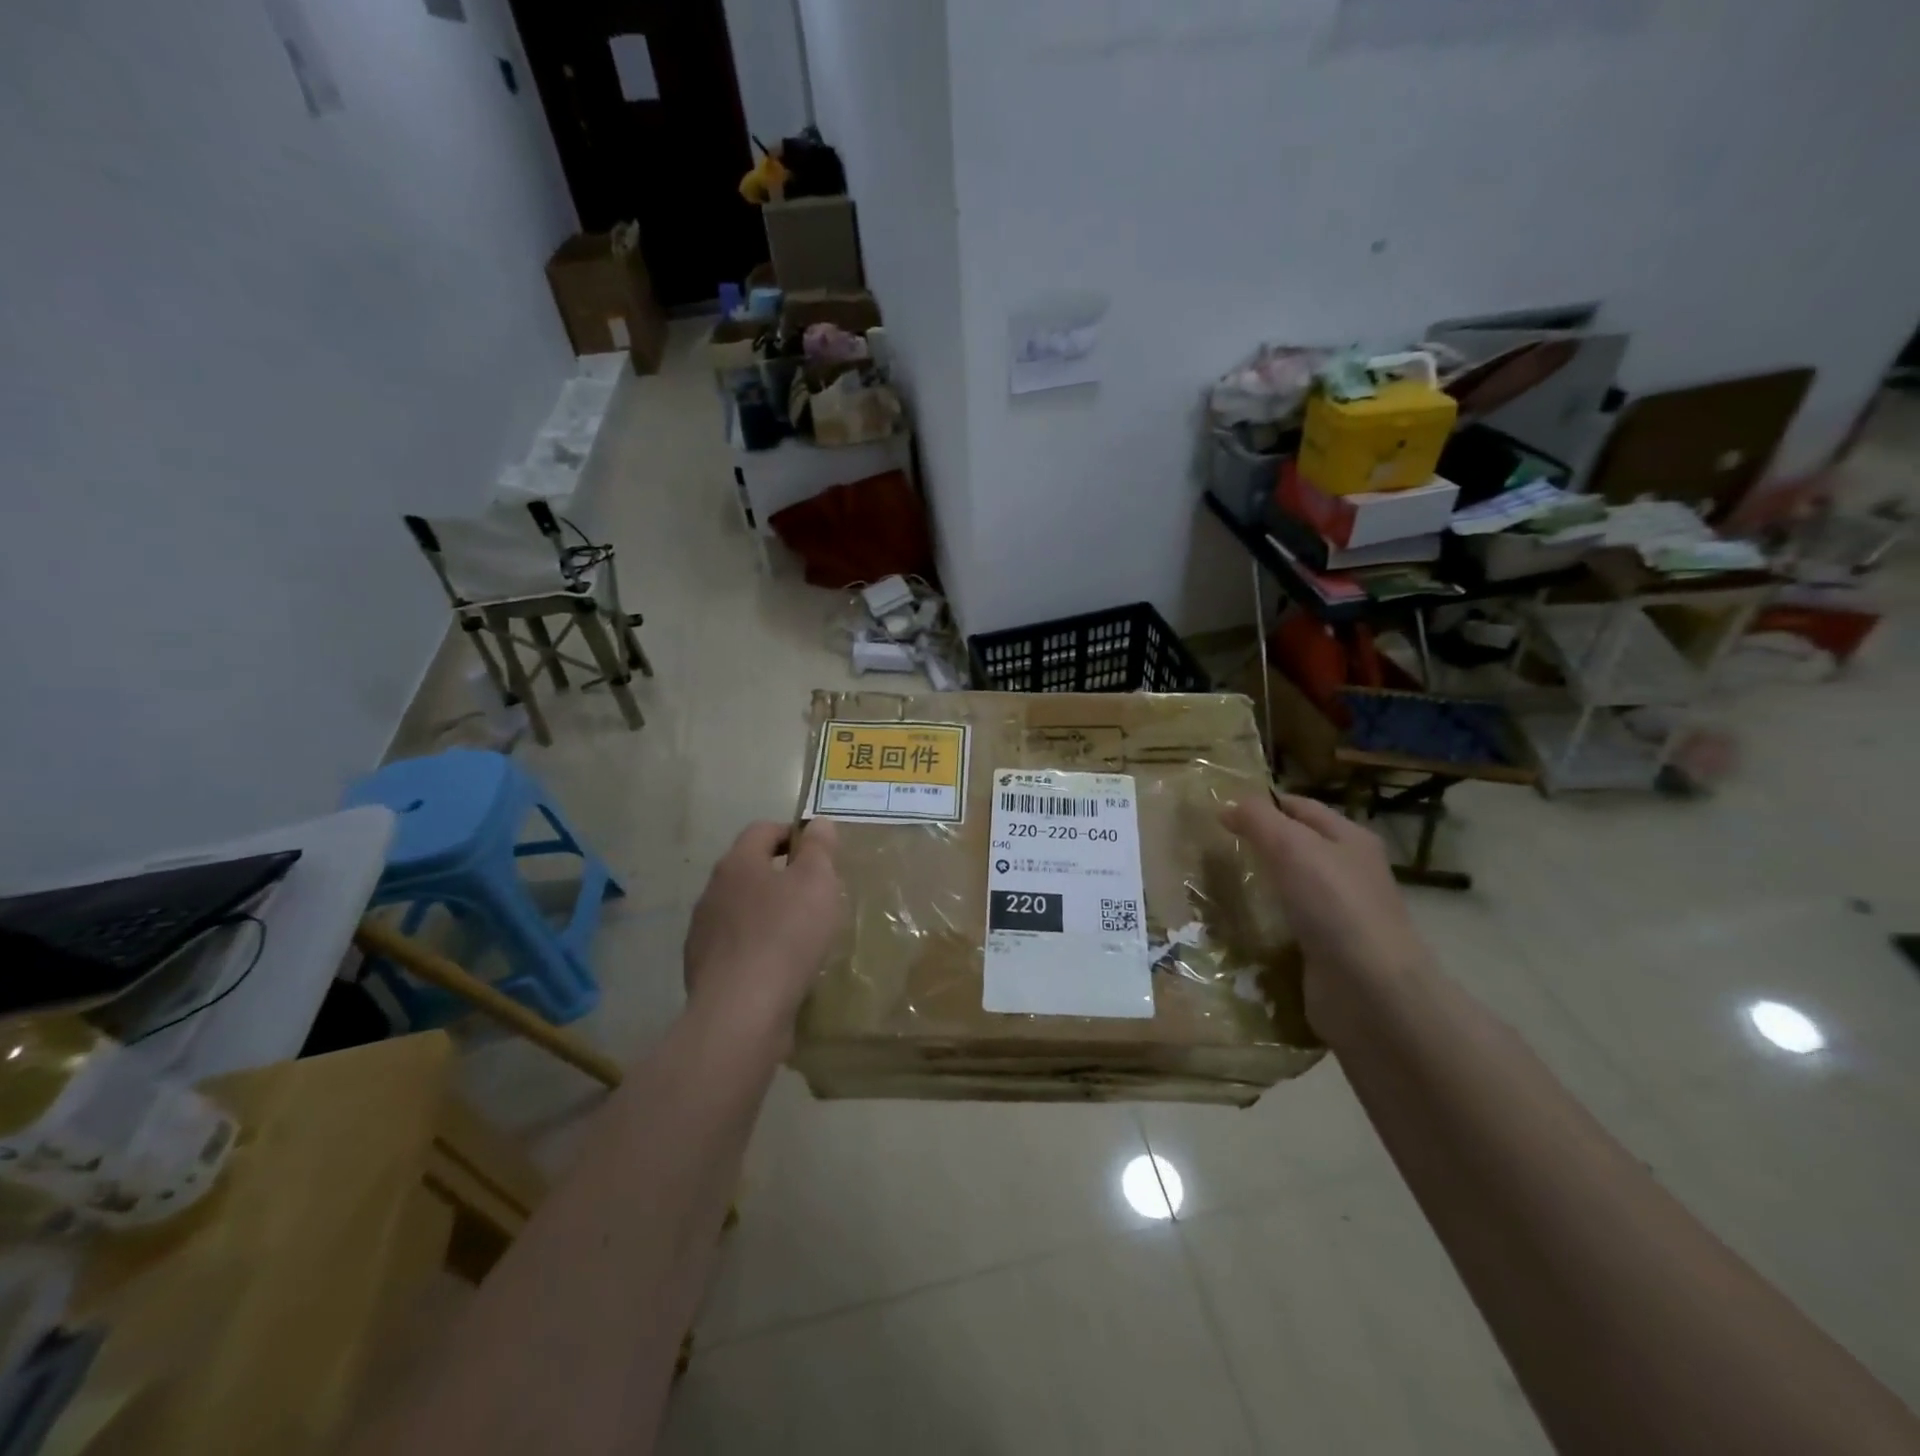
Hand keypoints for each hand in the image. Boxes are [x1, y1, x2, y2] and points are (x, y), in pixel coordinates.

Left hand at [683, 819, 844, 1044]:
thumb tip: (818, 823)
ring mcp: (703, 933)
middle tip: (815, 894)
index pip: (762, 830)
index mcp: (738, 864)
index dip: (791, 833)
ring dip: (766, 915)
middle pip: (749, 871)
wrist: (741, 1012)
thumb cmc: (785, 936)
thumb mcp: (816, 882)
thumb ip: (819, 848)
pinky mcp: (703, 971)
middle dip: (780, 877)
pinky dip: (756, 950)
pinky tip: (779, 969)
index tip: (818, 851)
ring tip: (799, 935)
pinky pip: (736, 948)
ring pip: (740, 911)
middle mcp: (712, 892)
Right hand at [1221, 794, 1432, 1040]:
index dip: (1264, 803)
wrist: (1371, 991)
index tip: (1221, 809)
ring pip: (1292, 885)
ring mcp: (1341, 913)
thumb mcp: (1291, 847)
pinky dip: (1267, 919)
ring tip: (1220, 881)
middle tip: (1214, 845)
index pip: (1300, 807)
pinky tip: (1241, 922)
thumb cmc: (1334, 905)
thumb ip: (1258, 820)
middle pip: (1298, 845)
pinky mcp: (1328, 949)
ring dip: (1262, 883)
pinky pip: (1290, 923)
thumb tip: (1227, 805)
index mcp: (1349, 838)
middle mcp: (1349, 871)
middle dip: (1260, 843)